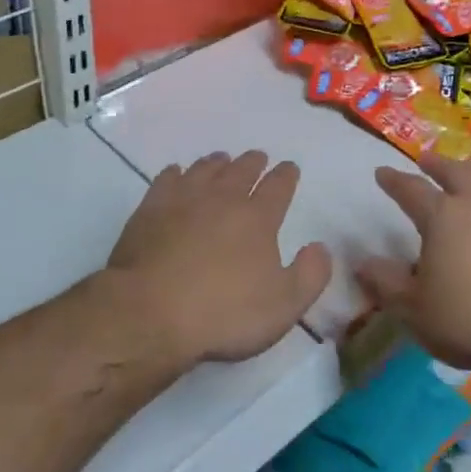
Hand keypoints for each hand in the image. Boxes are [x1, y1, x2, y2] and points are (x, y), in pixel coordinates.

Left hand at [107, 151, 331, 365]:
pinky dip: (176, 173)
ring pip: (205, 170)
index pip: (278, 187)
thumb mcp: (284, 305)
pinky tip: (176, 173)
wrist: (150, 312)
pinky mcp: (150, 210)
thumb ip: (310, 274)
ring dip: (217, 163)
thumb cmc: (224, 314)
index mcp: (257, 218)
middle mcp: (222, 199)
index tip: (289, 167)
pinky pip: (167, 180)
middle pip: (241, 171)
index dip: (286, 175)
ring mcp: (183, 201)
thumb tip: (320, 247)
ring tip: (222, 159)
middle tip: (257, 157)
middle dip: (253, 163)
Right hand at [358, 153, 470, 375]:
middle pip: (454, 172)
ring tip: (468, 174)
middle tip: (425, 161)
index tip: (382, 172)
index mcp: (442, 217)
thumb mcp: (415, 310)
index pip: (411, 190)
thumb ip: (386, 283)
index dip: (394, 181)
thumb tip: (362, 262)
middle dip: (436, 164)